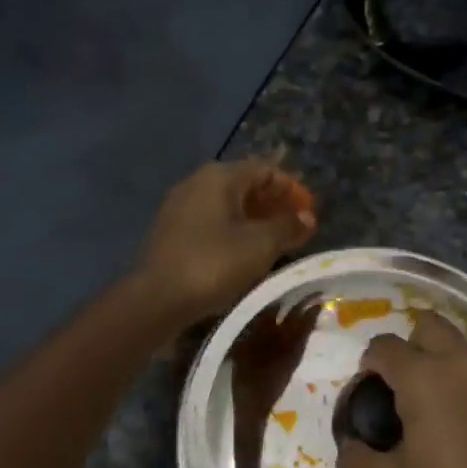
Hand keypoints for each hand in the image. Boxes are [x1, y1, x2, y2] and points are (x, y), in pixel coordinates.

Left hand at [134, 160, 316, 325]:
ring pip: (227, 204)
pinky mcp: (171, 230)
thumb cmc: (214, 263)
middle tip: (295, 227)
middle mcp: (197, 182)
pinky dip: (233, 229)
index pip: (266, 169)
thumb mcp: (260, 245)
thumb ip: (288, 226)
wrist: (157, 298)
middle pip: (245, 184)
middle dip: (274, 204)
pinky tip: (244, 252)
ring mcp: (180, 205)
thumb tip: (307, 217)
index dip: (292, 188)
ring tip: (275, 242)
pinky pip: (211, 220)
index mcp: (220, 176)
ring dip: (254, 218)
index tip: (309, 212)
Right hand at [337, 313, 466, 467]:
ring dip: (444, 360)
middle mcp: (464, 360)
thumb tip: (349, 447)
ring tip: (438, 404)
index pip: (384, 347)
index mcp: (425, 377)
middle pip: (427, 326)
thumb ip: (357, 462)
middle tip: (403, 387)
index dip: (369, 365)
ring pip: (462, 344)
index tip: (369, 391)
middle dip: (409, 346)